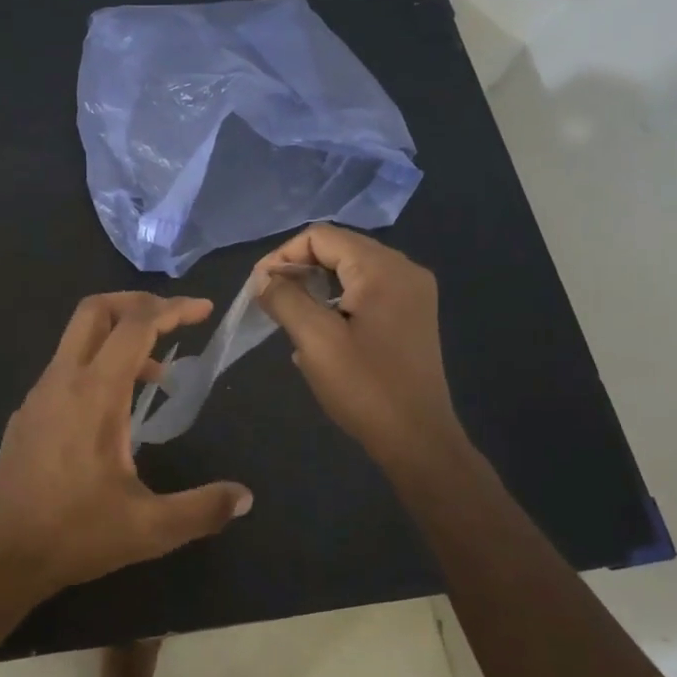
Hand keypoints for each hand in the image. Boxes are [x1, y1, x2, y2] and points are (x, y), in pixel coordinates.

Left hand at [0, 292, 253, 603]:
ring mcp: (39, 395)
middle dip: (137, 304)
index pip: (135, 326)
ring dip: (118, 339)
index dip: (172, 309)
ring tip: (156, 377)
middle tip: (174, 320)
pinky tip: (114, 410)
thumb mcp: (149, 528)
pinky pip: (66, 368)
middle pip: (95, 310)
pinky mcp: (27, 414)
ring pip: (77, 338)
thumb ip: (202, 509)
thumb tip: (244, 497)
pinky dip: (97, 365)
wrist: (1, 556)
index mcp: (94, 394)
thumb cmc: (76, 535)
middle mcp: (62, 381)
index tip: (203, 310)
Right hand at [255, 225, 465, 479]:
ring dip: (316, 286)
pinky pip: (366, 292)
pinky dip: (337, 301)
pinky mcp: (412, 316)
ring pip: (351, 271)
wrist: (418, 439)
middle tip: (270, 300)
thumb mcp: (314, 339)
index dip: (283, 255)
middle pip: (339, 249)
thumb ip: (284, 298)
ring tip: (290, 315)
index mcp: (382, 268)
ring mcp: (413, 293)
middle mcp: (403, 270)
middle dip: (299, 269)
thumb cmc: (365, 386)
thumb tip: (263, 277)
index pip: (321, 237)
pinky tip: (319, 330)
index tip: (259, 288)